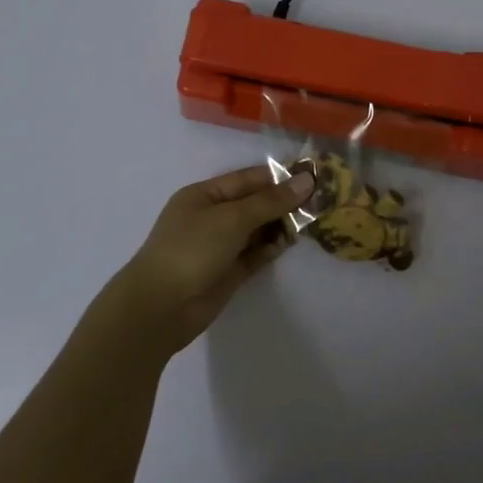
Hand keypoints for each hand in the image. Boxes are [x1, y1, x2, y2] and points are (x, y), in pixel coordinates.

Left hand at [94, 165, 314, 363]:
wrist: (161, 307)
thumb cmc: (191, 249)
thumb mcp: (232, 218)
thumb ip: (270, 201)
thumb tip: (306, 181)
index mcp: (204, 195)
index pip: (248, 179)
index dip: (279, 177)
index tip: (313, 175)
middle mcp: (212, 217)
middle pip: (254, 203)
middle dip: (284, 201)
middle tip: (321, 199)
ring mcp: (220, 245)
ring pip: (257, 229)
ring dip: (281, 224)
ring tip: (313, 219)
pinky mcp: (228, 271)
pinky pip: (255, 253)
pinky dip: (272, 247)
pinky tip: (292, 241)